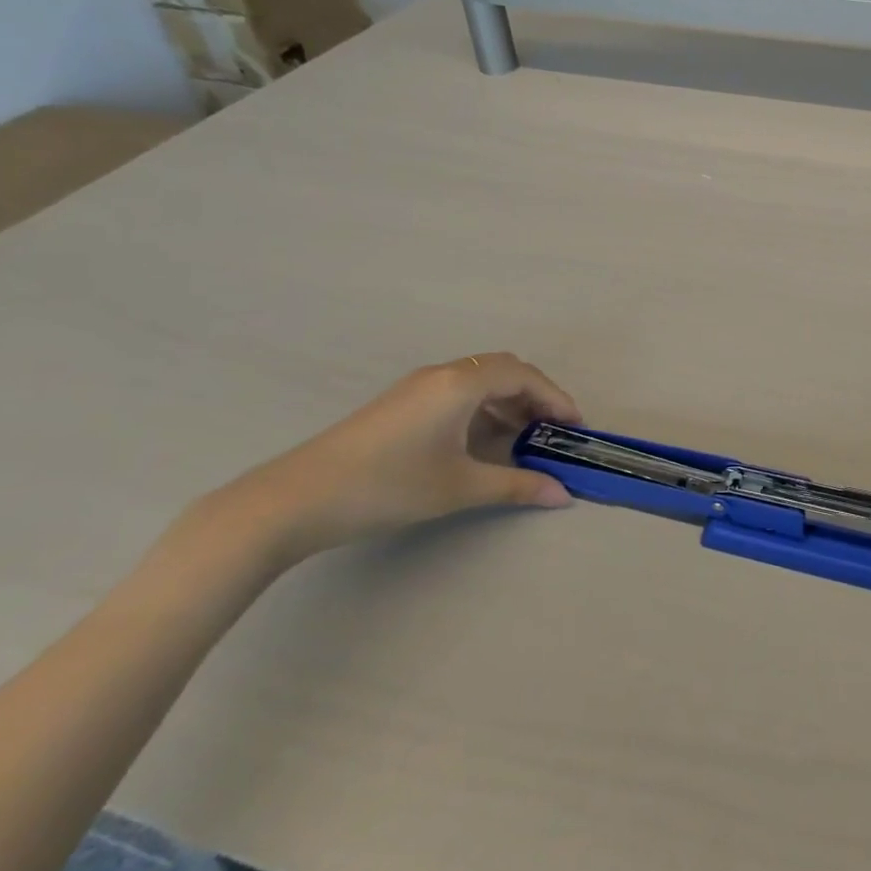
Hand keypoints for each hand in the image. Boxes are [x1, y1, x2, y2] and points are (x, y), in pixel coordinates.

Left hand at [217, 353, 582, 565]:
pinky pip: (457, 393)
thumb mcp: (459, 487)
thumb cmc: (388, 485)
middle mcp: (442, 374)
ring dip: (508, 404)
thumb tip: (562, 495)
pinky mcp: (400, 404)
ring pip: (479, 381)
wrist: (296, 499)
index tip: (575, 427)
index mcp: (461, 383)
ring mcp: (417, 387)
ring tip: (523, 441)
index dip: (556, 397)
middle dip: (535, 397)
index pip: (524, 375)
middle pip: (504, 371)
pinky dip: (482, 410)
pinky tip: (481, 443)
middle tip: (552, 432)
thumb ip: (516, 486)